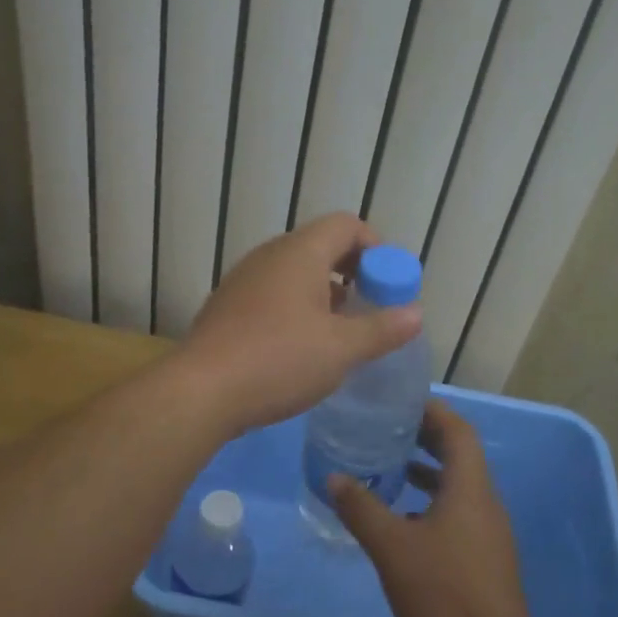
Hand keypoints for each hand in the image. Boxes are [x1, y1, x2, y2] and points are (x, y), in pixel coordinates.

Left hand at [177, 213, 421, 436]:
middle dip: (353, 271)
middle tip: (371, 306)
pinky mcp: (228, 306)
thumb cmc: (278, 361)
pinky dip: (296, 306)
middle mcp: (270, 256)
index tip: (389, 283)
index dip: (376, 247)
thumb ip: (382, 329)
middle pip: (321, 245)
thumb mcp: (341, 349)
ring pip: (295, 271)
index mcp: (300, 253)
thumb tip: (416, 314)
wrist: (202, 391)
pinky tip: (301, 345)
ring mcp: (244, 279)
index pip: (346, 225)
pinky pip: (273, 292)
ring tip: (340, 329)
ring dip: (324, 291)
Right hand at [328, 401, 534, 616]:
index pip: (458, 431)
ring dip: (429, 471)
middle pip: (460, 455)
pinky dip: (433, 501)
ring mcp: (489, 531)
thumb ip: (361, 508)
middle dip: (427, 437)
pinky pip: (459, 511)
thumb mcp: (391, 546)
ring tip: (391, 467)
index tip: (401, 401)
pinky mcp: (485, 557)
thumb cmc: (442, 591)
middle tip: (388, 428)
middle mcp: (485, 502)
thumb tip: (334, 477)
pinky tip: (404, 519)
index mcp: (470, 488)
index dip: (433, 410)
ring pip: (459, 485)